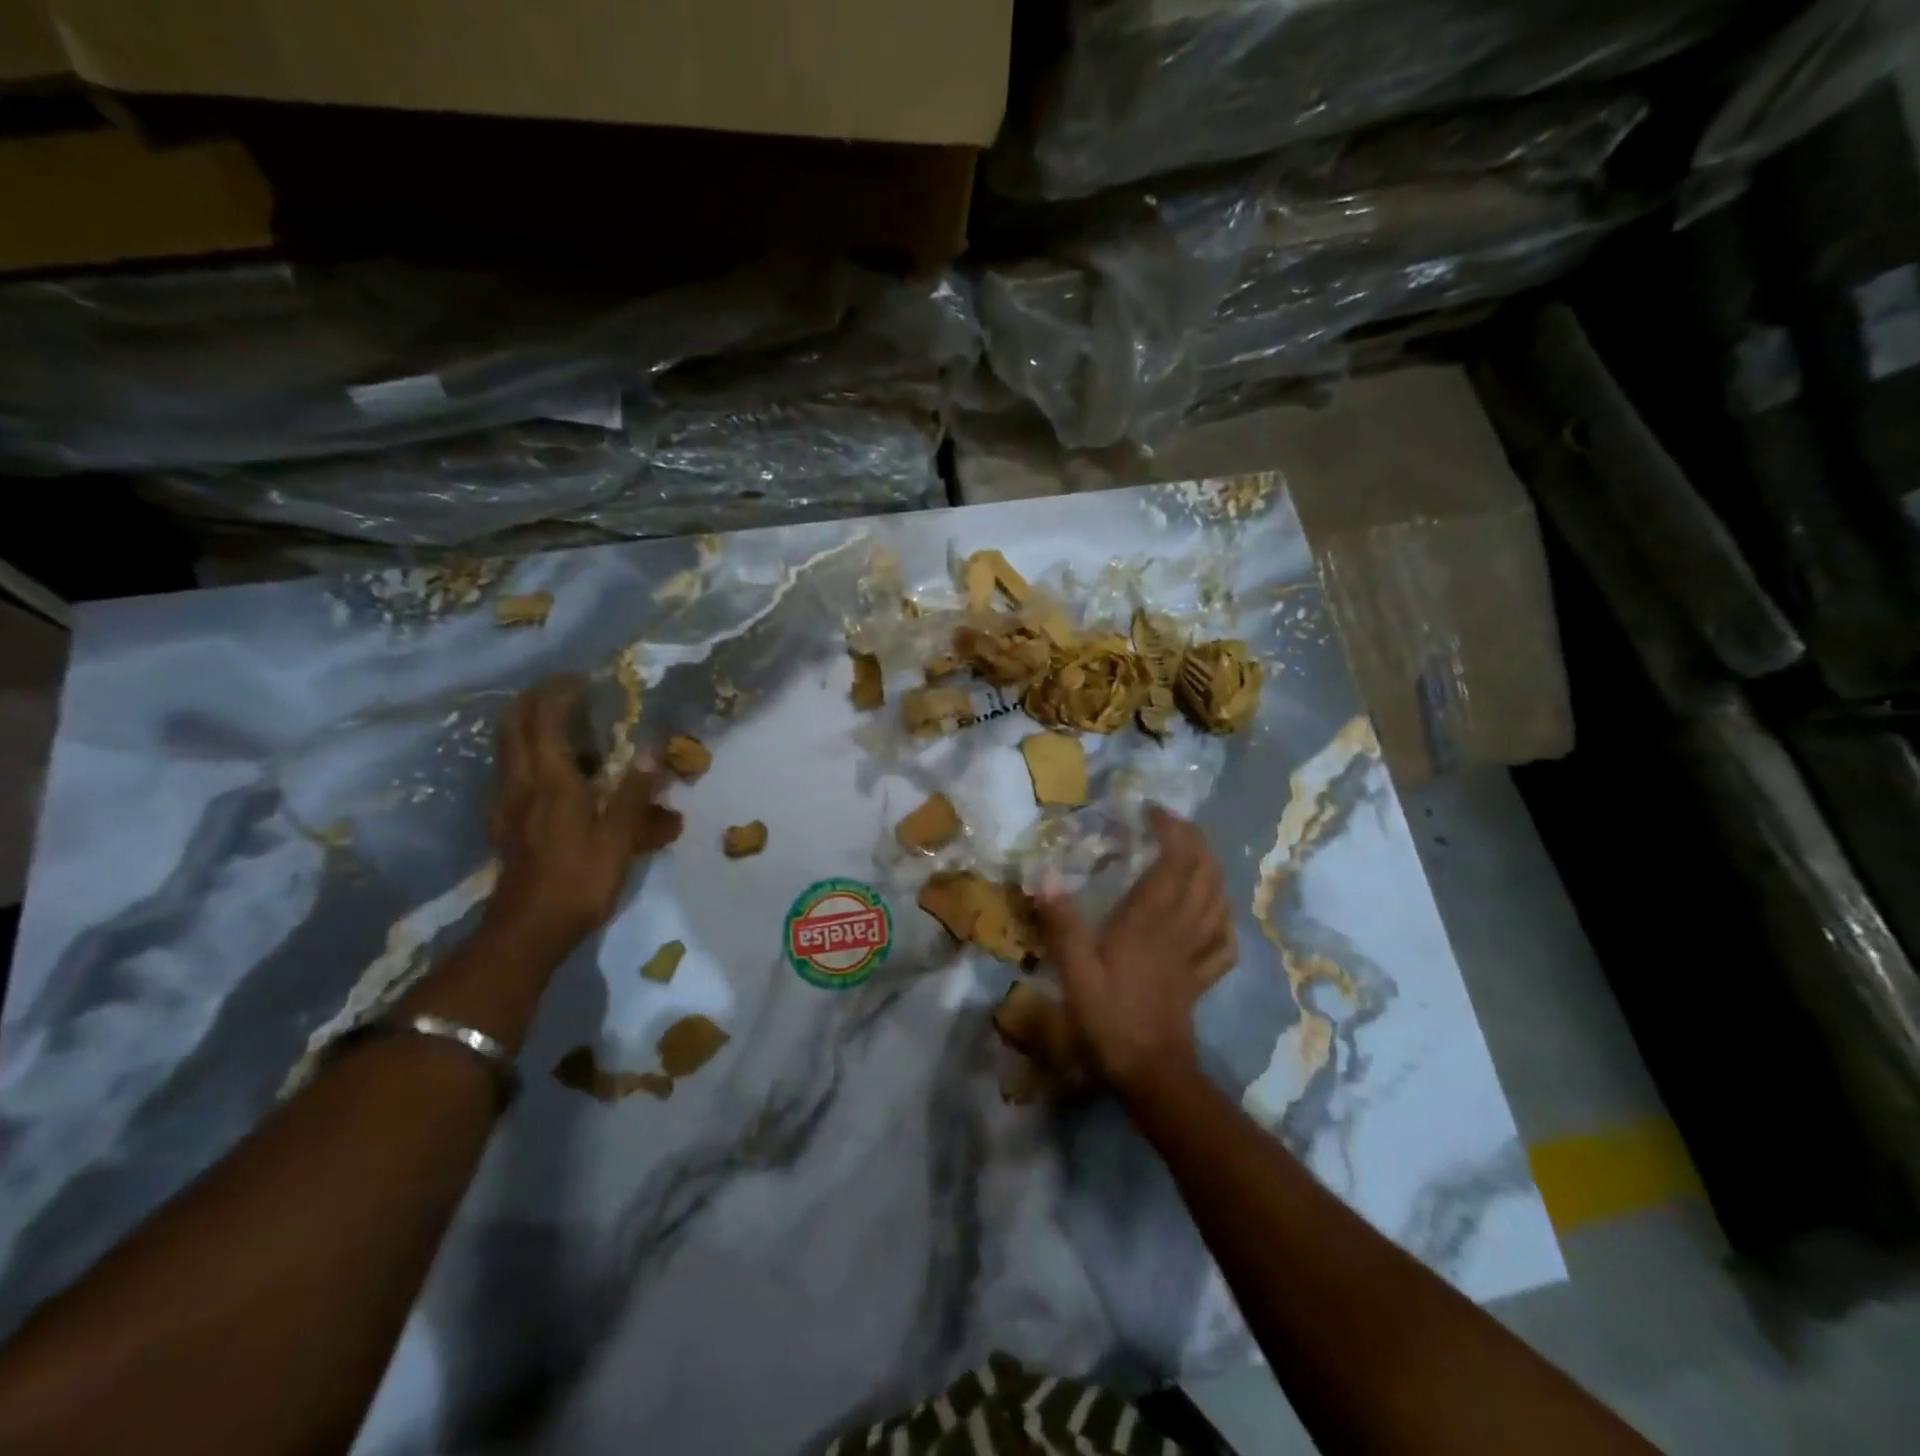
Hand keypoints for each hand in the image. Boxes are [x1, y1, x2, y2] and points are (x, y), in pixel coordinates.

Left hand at [484, 676, 683, 951]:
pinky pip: (511, 770)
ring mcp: (507, 802)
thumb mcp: (618, 839)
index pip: (545, 720)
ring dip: (526, 723)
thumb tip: (653, 753)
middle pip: (513, 725)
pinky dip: (527, 752)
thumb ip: (634, 794)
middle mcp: (521, 783)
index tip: (583, 678)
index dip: (559, 692)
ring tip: (560, 720)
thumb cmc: (579, 881)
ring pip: (507, 747)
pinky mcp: (505, 821)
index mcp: (550, 782)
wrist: (528, 930)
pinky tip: (553, 768)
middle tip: (564, 689)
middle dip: (533, 699)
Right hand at [1035, 806, 1234, 1099]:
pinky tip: (1216, 913)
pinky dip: (1223, 917)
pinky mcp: (1200, 977)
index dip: (1171, 830)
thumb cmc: (1108, 1019)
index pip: (1174, 861)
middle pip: (1203, 873)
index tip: (1151, 810)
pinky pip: (1222, 941)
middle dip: (1194, 840)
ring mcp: (1194, 953)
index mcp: (1149, 920)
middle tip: (1173, 824)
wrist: (1151, 1074)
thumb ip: (1061, 922)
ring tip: (1195, 853)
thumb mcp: (1074, 971)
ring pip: (1217, 900)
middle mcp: (1179, 928)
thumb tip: (1044, 873)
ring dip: (1211, 869)